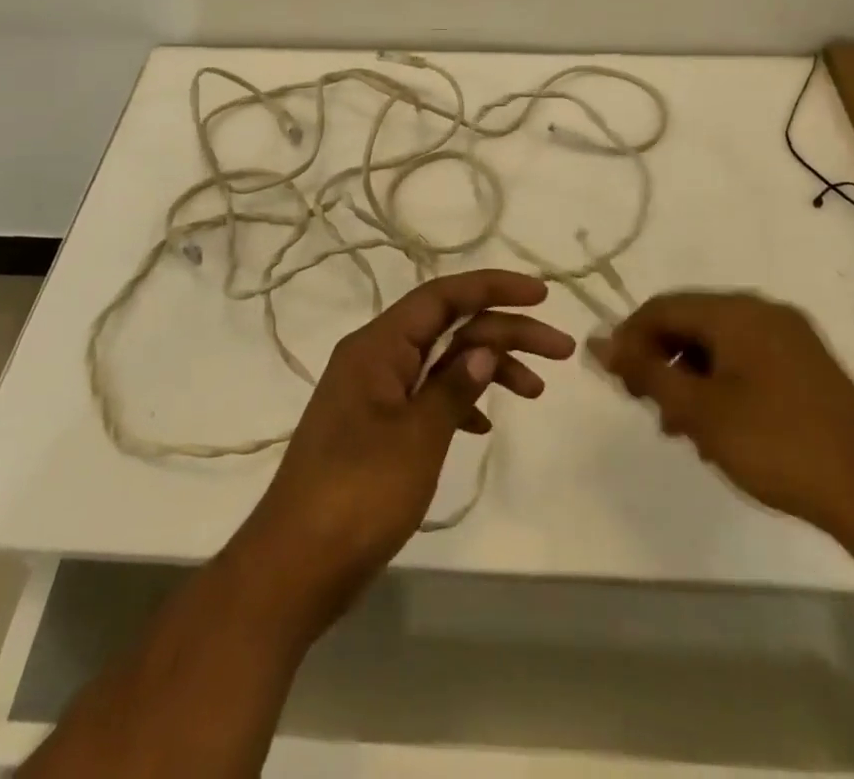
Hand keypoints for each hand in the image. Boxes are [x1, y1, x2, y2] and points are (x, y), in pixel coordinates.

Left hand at [237, 269, 573, 628]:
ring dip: (488, 368)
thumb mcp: (416, 438)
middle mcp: (374, 357)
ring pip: (441, 361)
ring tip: (536, 390)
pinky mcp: (375, 428)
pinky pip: (426, 396)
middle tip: (559, 349)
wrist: (294, 566)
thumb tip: (483, 350)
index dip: (492, 288)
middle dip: (505, 331)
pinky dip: (459, 402)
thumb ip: (453, 388)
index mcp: (377, 346)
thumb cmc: (357, 493)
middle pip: (448, 326)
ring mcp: (373, 393)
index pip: (441, 296)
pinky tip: (484, 424)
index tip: (540, 294)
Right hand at [591, 289, 853, 536]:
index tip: (614, 379)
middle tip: (647, 405)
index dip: (629, 338)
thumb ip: (645, 372)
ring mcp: (791, 338)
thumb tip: (597, 342)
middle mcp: (764, 311)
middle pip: (691, 323)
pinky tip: (720, 427)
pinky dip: (722, 384)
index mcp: (736, 311)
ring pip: (719, 344)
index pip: (662, 307)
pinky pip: (747, 360)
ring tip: (681, 427)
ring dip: (690, 377)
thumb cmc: (777, 445)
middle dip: (661, 361)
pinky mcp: (809, 366)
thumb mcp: (699, 411)